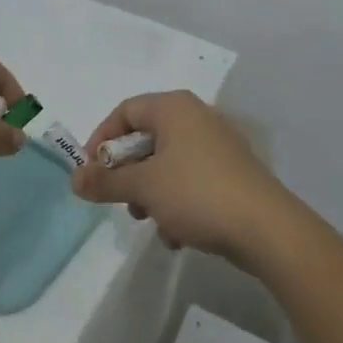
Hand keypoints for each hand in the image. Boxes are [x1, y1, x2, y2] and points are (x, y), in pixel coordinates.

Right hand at [72, 91, 289, 261]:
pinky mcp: (232, 173)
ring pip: (167, 164)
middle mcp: (197, 117)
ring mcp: (218, 145)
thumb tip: (74, 178)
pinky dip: (178, 204)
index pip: (124, 111)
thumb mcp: (143, 187)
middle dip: (128, 174)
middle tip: (120, 200)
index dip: (101, 140)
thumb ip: (105, 181)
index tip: (90, 173)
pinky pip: (191, 181)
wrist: (268, 230)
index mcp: (174, 107)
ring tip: (150, 222)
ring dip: (151, 194)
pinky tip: (178, 235)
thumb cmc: (198, 194)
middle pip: (146, 138)